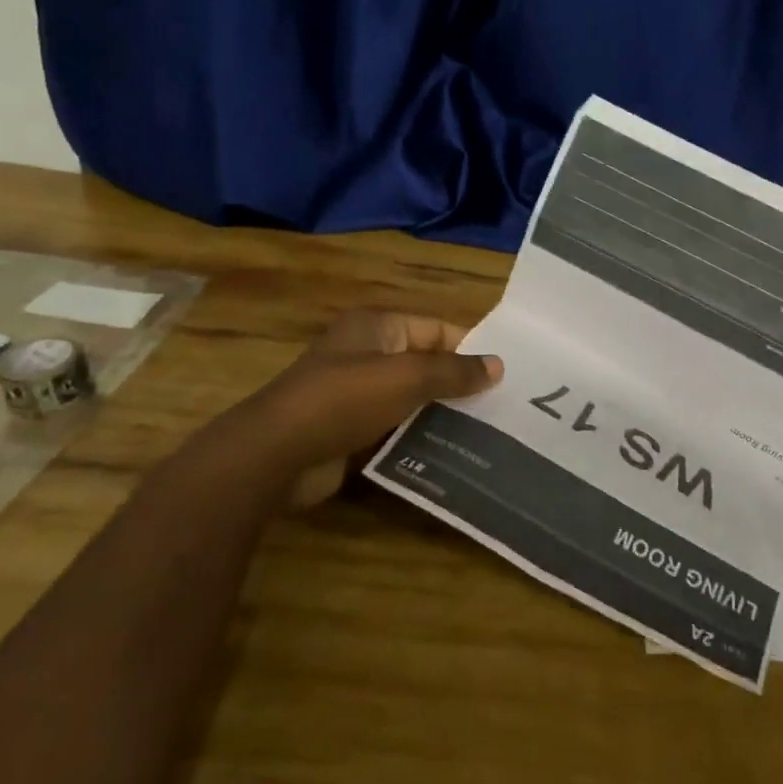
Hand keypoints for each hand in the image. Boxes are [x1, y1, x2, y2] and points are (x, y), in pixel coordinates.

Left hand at [250, 310, 501, 510]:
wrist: (276, 455)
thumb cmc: (344, 400)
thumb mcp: (407, 377)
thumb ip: (454, 372)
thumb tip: (499, 365)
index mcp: (377, 328)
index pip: (437, 330)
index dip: (470, 350)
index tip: (506, 375)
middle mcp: (367, 355)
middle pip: (426, 365)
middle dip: (460, 386)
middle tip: (504, 408)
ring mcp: (357, 395)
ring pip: (413, 401)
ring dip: (443, 416)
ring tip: (489, 433)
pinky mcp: (352, 431)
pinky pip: (396, 429)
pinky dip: (420, 438)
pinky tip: (453, 454)